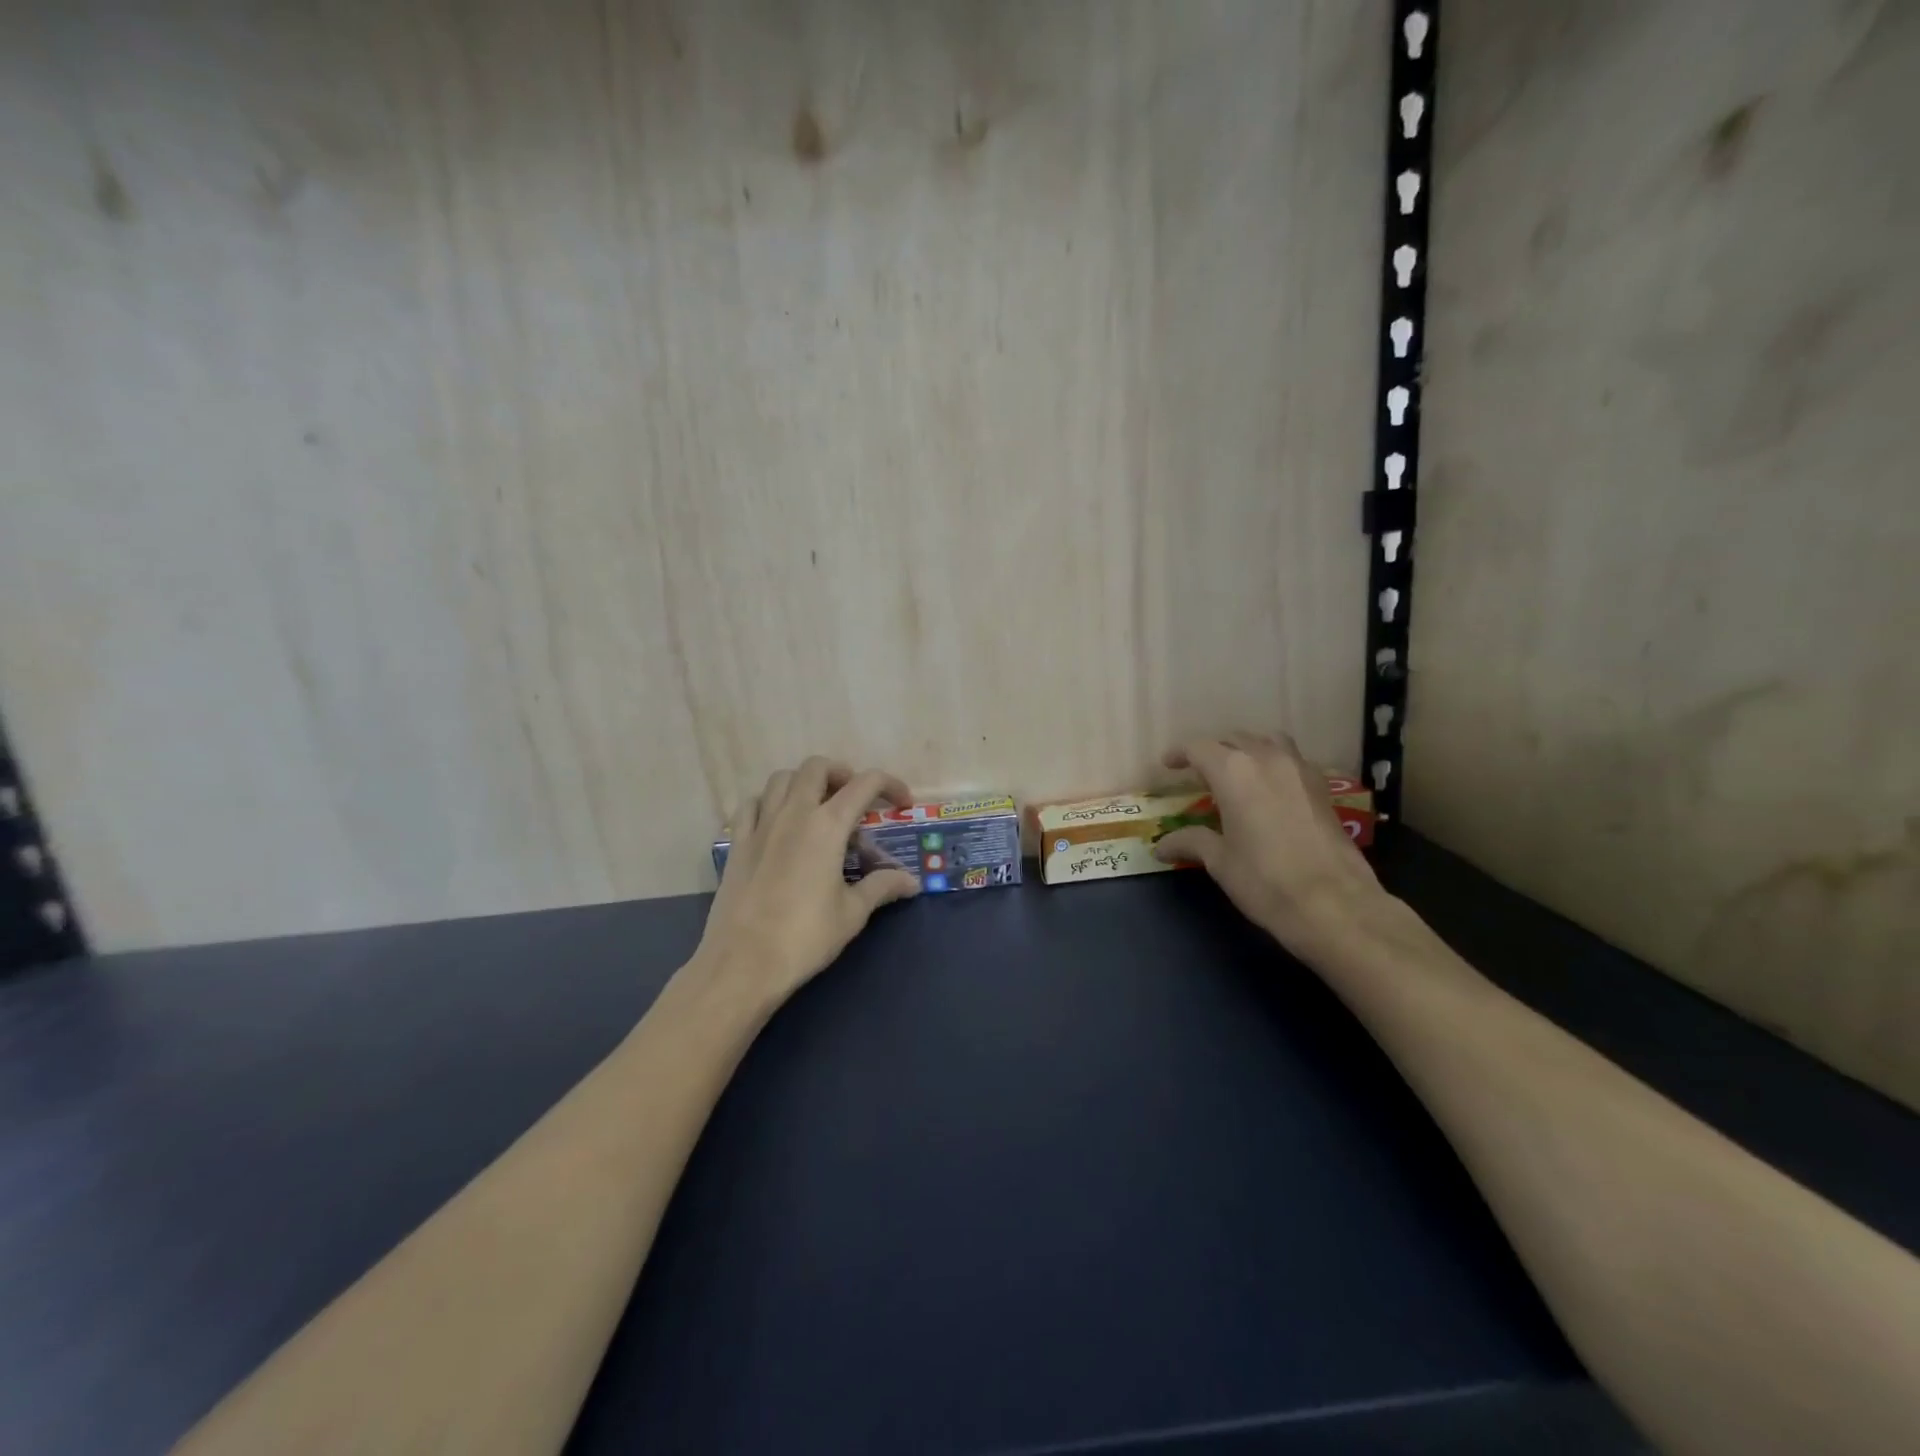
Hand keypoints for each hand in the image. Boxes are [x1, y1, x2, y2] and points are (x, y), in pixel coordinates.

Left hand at [691, 756, 920, 1007]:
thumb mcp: (852, 913)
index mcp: (827, 825)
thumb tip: (911, 881)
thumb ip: (882, 887)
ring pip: (781, 779)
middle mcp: (793, 813)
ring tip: (818, 807)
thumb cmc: (805, 937)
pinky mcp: (737, 843)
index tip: (901, 802)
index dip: (889, 785)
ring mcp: (760, 825)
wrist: (742, 963)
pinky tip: (777, 823)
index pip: (864, 784)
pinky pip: (751, 805)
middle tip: (855, 799)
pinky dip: (769, 802)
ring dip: (804, 782)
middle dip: (842, 773)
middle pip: (817, 767)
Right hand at [1153, 732, 1387, 960]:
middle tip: (1199, 773)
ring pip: (1267, 741)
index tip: (1168, 766)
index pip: (1199, 748)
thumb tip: (1161, 846)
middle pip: (1233, 739)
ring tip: (1237, 771)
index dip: (1180, 754)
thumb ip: (1191, 843)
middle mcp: (1266, 759)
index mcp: (1233, 772)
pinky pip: (1291, 759)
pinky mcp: (1322, 787)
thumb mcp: (1220, 862)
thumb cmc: (1265, 880)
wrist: (1334, 904)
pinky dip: (1274, 763)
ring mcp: (1299, 769)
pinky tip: (1270, 789)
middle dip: (1213, 751)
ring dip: (1247, 749)